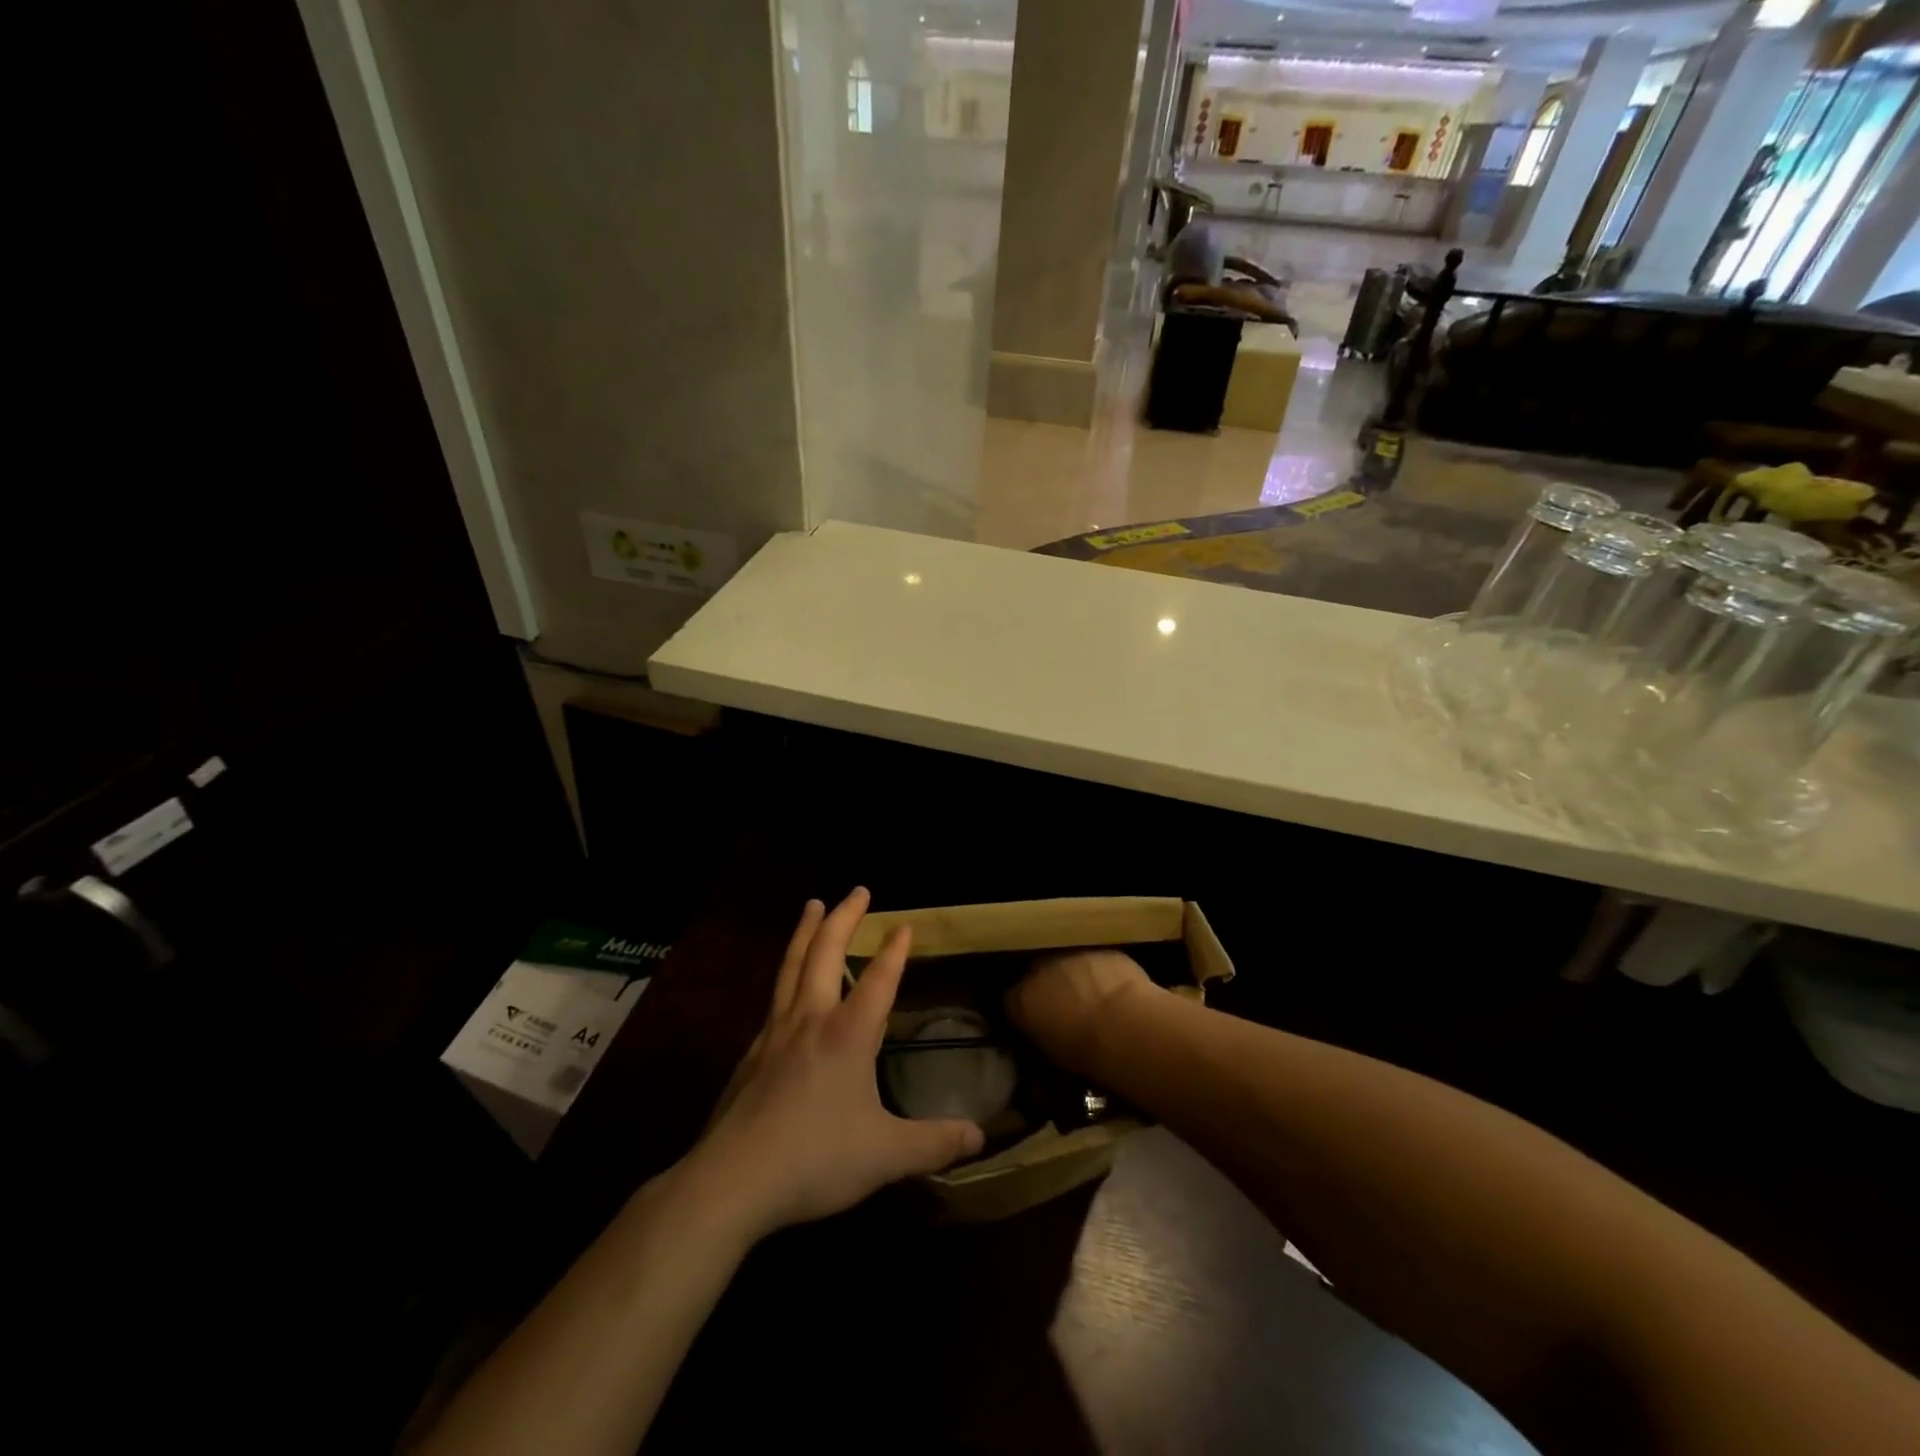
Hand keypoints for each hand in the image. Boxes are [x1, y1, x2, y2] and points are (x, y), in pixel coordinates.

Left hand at [684, 889, 984, 1240]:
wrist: (732, 1180)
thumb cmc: (815, 1159)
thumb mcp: (886, 1155)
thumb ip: (934, 1143)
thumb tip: (980, 1138)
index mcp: (848, 1035)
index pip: (879, 980)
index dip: (894, 951)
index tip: (904, 924)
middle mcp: (811, 1020)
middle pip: (826, 953)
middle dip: (844, 918)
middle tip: (857, 890)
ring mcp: (776, 1033)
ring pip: (792, 965)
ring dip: (807, 931)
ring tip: (813, 905)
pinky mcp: (752, 1053)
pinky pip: (774, 998)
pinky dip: (786, 973)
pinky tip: (786, 983)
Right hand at [1005, 949, 1153, 1075]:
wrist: (1124, 1028)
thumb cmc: (1084, 1053)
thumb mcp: (1051, 1057)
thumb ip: (1039, 1040)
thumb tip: (1042, 1039)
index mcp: (1021, 999)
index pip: (1012, 1001)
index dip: (1025, 1011)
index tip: (1036, 1023)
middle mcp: (1040, 969)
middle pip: (1038, 975)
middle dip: (1049, 990)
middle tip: (1067, 1012)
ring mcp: (1072, 956)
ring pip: (1069, 965)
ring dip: (1075, 980)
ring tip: (1093, 1002)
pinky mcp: (1102, 952)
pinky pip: (1097, 963)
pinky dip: (1102, 975)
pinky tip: (1115, 993)